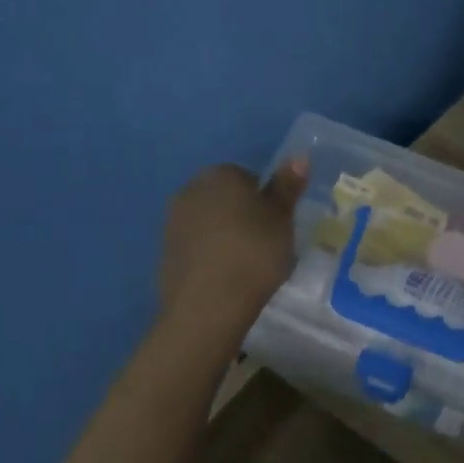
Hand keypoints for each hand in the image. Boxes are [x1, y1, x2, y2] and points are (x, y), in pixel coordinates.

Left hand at [161, 160, 307, 327]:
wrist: (208, 305)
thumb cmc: (254, 254)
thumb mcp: (282, 219)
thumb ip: (288, 186)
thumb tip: (299, 157)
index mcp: (220, 175)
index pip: (248, 177)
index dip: (265, 200)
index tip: (277, 224)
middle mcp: (190, 189)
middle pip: (224, 197)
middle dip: (241, 214)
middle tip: (265, 243)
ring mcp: (173, 222)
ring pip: (208, 221)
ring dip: (223, 234)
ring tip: (245, 263)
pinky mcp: (164, 252)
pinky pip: (195, 246)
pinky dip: (209, 255)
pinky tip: (224, 277)